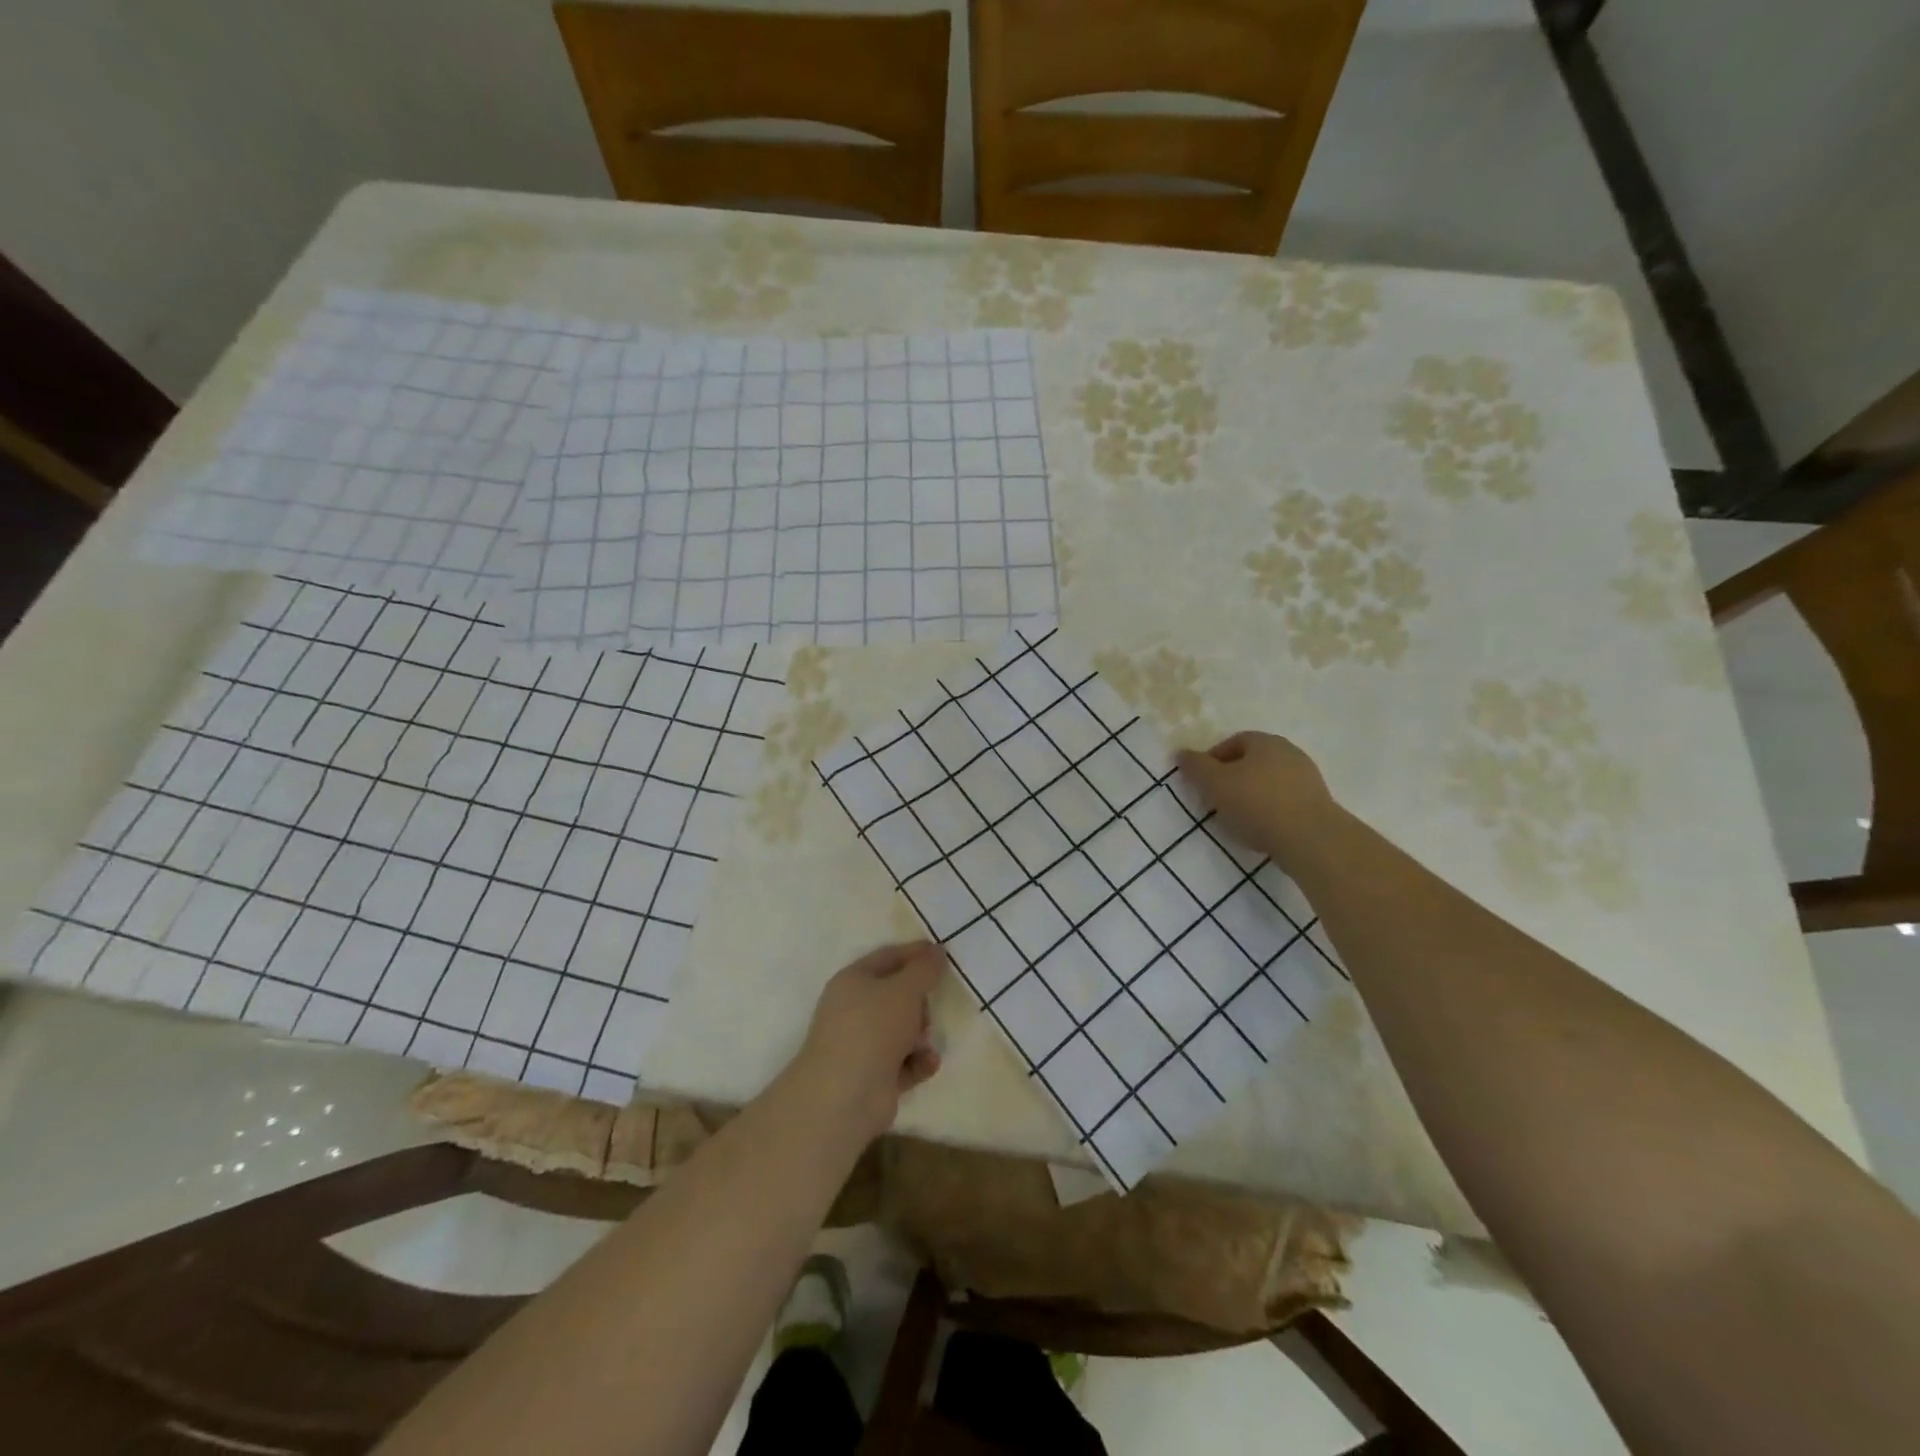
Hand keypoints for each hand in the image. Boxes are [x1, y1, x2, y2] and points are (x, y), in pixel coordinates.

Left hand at [789, 941, 946, 1141]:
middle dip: (919, 1001)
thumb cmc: (873, 1028)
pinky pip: (904, 1061)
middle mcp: (854, 1010)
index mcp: (853, 981)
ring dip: (920, 1034)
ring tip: (924, 1042)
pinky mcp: (873, 1076)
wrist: (846, 1095)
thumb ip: (925, 969)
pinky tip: (929, 1064)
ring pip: (901, 1030)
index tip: (942, 954)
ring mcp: (862, 1045)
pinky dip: (918, 1061)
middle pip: (896, 995)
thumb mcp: (904, 990)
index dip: (915, 953)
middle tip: (929, 1007)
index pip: (887, 957)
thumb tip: (937, 951)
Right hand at [1176, 732, 1336, 863]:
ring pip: (1269, 782)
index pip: (1233, 742)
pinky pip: (1285, 801)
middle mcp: (1289, 752)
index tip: (1202, 782)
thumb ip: (1195, 767)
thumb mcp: (1214, 783)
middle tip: (1216, 800)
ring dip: (1251, 795)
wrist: (1310, 838)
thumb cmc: (1256, 803)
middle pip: (1252, 761)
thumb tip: (1181, 753)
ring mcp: (1308, 778)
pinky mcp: (1318, 803)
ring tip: (1238, 818)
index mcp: (1265, 741)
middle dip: (1232, 778)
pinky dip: (1270, 810)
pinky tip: (1262, 828)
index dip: (1213, 760)